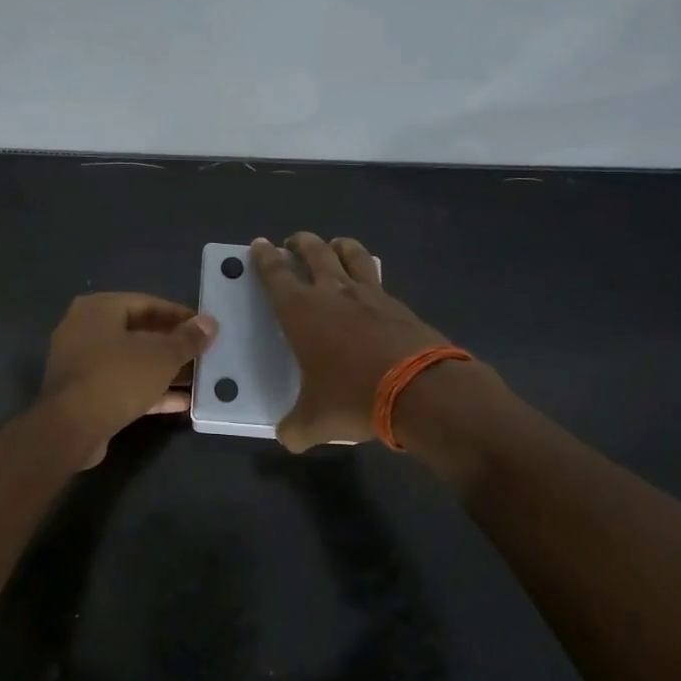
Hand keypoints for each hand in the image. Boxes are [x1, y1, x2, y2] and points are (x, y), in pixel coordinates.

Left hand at [40, 293, 218, 466]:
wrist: (71, 429)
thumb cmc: (117, 378)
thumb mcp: (161, 356)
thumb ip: (187, 339)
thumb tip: (210, 323)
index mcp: (98, 309)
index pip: (147, 303)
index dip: (179, 315)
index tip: (205, 327)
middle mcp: (85, 330)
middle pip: (138, 333)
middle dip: (173, 346)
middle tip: (203, 354)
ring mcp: (82, 363)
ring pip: (131, 361)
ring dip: (164, 371)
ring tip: (198, 379)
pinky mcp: (84, 393)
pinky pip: (122, 385)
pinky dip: (149, 390)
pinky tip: (181, 402)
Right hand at [250, 233, 475, 451]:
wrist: (420, 391)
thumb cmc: (354, 398)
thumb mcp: (315, 421)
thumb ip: (295, 428)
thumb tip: (287, 438)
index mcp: (301, 312)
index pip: (275, 274)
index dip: (264, 257)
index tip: (259, 244)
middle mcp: (332, 293)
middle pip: (313, 251)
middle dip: (299, 242)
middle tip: (292, 242)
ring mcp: (369, 294)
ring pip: (350, 254)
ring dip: (338, 245)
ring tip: (333, 246)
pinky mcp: (399, 304)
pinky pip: (377, 278)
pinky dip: (367, 274)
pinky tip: (369, 286)